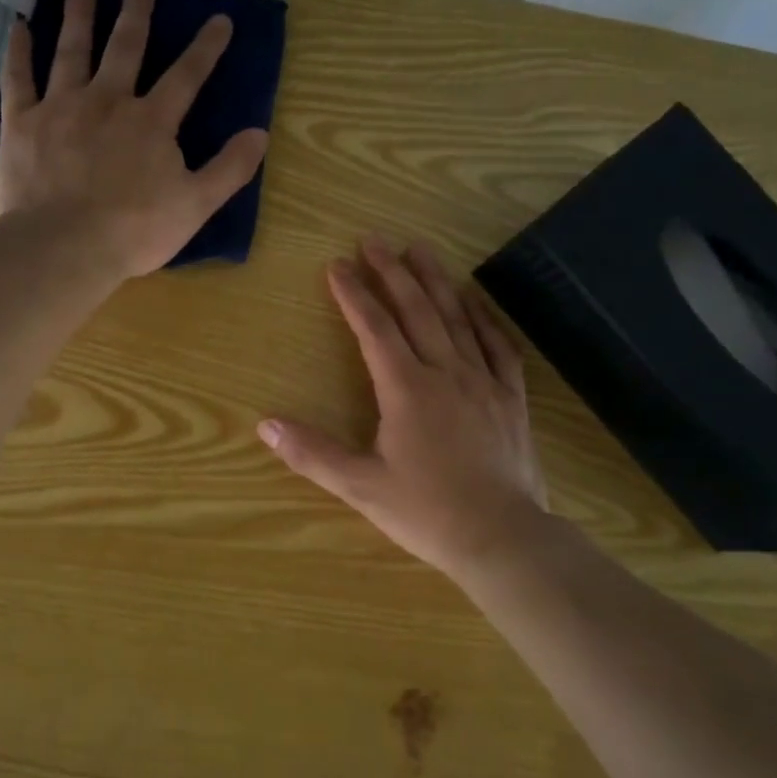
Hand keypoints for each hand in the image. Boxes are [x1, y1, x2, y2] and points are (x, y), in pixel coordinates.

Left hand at [0, 0, 269, 279]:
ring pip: (72, 51)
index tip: (220, 19)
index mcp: (151, 121)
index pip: (186, 76)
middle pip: (125, 47)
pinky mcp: (22, 123)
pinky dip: (18, 52)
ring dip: (79, 17)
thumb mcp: (195, 205)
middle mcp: (107, 100)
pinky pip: (18, 78)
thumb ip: (229, 168)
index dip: (206, 47)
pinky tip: (19, 28)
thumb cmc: (135, 230)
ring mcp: (61, 107)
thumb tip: (260, 133)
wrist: (65, 246)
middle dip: (137, 13)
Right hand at [259, 237, 549, 577]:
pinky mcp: (510, 397)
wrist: (503, 538)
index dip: (353, 294)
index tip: (337, 265)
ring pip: (456, 318)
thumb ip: (312, 453)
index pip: (374, 328)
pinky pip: (497, 344)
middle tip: (375, 239)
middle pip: (416, 310)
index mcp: (406, 389)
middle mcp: (445, 372)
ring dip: (435, 281)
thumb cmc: (427, 512)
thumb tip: (265, 423)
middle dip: (392, 272)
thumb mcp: (361, 487)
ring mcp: (483, 381)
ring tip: (419, 250)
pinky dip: (483, 316)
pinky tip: (473, 299)